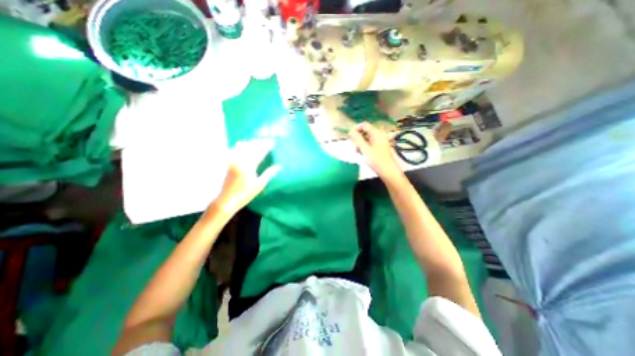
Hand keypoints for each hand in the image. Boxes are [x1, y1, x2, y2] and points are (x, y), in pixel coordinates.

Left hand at [214, 141, 279, 214]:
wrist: (226, 200)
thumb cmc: (245, 194)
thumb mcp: (259, 185)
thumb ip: (269, 174)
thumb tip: (279, 166)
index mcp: (249, 166)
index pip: (260, 152)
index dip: (267, 146)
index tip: (273, 142)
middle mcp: (240, 161)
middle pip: (251, 147)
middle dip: (259, 142)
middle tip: (266, 140)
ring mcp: (232, 161)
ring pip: (242, 147)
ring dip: (250, 143)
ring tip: (257, 142)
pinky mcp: (228, 163)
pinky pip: (234, 150)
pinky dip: (240, 147)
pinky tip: (243, 146)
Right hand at [346, 123, 401, 181]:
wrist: (386, 170)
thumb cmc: (376, 160)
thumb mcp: (364, 149)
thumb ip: (357, 139)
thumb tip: (350, 131)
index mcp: (376, 133)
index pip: (364, 125)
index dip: (356, 129)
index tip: (350, 136)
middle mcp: (379, 135)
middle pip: (365, 131)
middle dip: (358, 138)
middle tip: (354, 146)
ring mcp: (380, 140)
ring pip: (366, 138)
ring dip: (360, 143)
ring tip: (358, 151)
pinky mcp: (379, 146)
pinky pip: (370, 142)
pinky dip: (365, 146)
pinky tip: (362, 153)